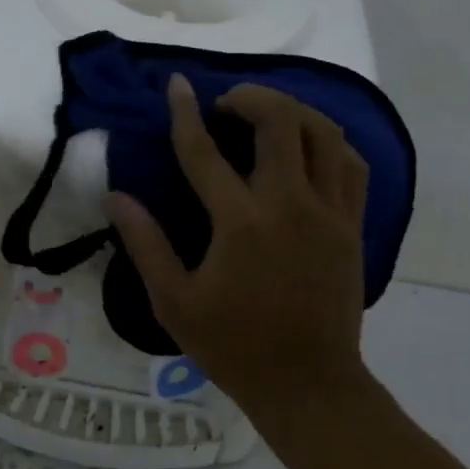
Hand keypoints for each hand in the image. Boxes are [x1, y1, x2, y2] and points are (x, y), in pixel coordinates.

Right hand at [106, 76, 368, 428]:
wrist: (308, 384)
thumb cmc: (234, 347)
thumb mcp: (174, 302)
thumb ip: (145, 244)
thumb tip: (116, 197)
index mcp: (240, 223)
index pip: (205, 151)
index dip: (186, 112)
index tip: (178, 83)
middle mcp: (289, 205)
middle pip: (280, 122)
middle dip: (251, 96)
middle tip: (227, 103)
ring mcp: (329, 213)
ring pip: (323, 134)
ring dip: (294, 111)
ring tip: (269, 114)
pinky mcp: (353, 226)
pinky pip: (351, 165)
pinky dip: (331, 141)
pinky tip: (311, 145)